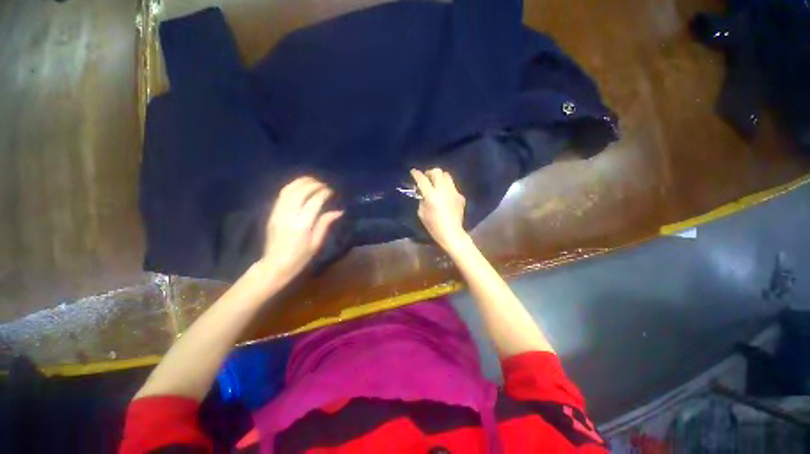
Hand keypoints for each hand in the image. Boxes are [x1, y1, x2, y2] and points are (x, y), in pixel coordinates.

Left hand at [260, 177, 342, 281]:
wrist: (275, 265)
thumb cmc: (300, 257)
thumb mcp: (316, 243)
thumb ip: (325, 224)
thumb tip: (338, 211)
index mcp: (302, 225)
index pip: (314, 201)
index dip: (323, 193)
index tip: (331, 191)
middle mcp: (289, 215)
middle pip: (300, 192)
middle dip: (313, 184)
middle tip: (323, 184)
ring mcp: (278, 213)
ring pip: (289, 190)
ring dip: (301, 182)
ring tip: (312, 180)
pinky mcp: (272, 213)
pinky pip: (281, 195)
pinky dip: (291, 187)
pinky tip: (300, 186)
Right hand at [410, 168, 468, 252]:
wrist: (452, 233)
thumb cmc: (433, 226)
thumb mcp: (421, 213)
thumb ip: (422, 199)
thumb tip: (423, 192)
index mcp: (431, 196)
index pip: (423, 180)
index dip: (417, 174)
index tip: (413, 171)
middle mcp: (443, 191)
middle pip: (437, 172)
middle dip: (430, 172)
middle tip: (426, 178)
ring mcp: (453, 192)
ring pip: (447, 175)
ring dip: (439, 177)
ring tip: (436, 183)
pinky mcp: (460, 196)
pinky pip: (452, 186)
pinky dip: (446, 187)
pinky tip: (445, 195)